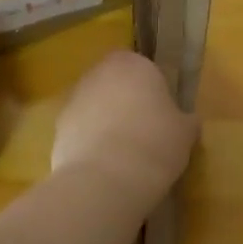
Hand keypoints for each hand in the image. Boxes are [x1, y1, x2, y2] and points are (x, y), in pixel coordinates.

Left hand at [53, 50, 198, 196]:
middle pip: (115, 84)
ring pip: (95, 106)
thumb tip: (186, 120)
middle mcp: (99, 73)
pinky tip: (105, 166)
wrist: (104, 179)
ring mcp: (73, 100)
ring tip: (124, 155)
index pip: (144, 67)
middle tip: (145, 132)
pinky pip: (81, 130)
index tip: (163, 114)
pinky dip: (91, 142)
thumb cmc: (155, 144)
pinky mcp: (57, 128)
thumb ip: (184, 119)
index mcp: (133, 64)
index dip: (153, 90)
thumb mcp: (185, 132)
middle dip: (127, 103)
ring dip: (106, 122)